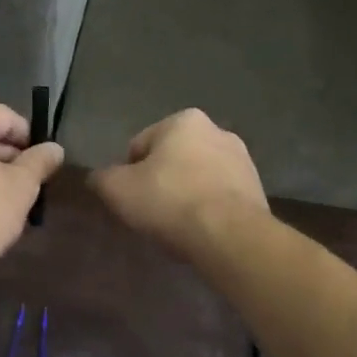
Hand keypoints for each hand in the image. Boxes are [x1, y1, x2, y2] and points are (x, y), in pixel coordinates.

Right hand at [89, 109, 268, 261]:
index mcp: (183, 121)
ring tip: (176, 226)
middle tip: (151, 213)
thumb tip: (98, 177)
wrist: (229, 236)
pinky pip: (219, 197)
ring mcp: (242, 160)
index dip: (128, 174)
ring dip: (185, 195)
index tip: (130, 200)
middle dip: (160, 182)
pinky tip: (199, 231)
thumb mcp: (117, 189)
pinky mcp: (257, 189)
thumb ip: (102, 178)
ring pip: (197, 178)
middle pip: (172, 160)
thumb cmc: (169, 201)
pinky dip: (207, 210)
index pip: (140, 146)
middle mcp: (217, 131)